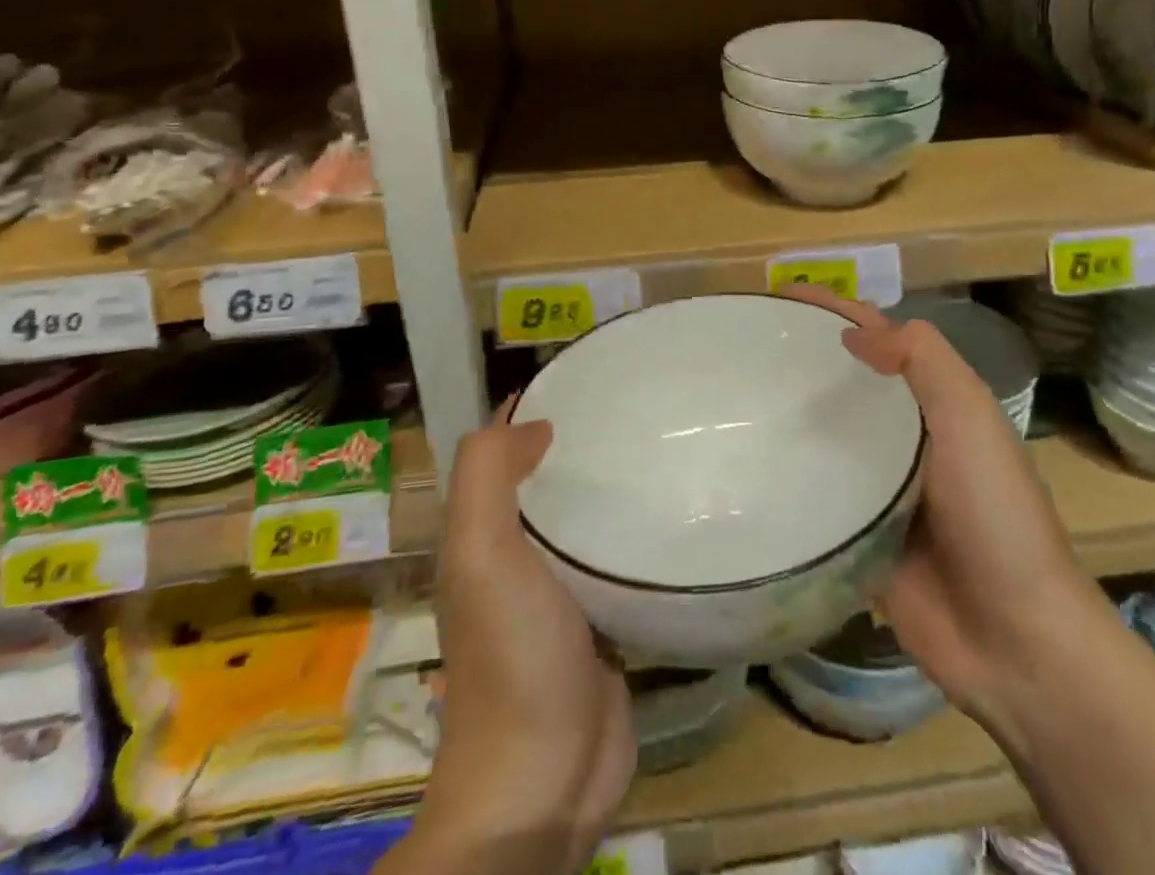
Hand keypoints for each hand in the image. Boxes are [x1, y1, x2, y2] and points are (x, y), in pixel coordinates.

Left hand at [402, 408, 633, 874]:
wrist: (544, 779)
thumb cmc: (511, 655)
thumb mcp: (480, 554)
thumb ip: (487, 477)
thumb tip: (533, 423)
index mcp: (481, 536)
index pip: (500, 454)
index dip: (528, 409)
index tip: (580, 374)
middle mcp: (517, 556)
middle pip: (546, 480)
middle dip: (579, 440)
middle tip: (636, 402)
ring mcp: (562, 591)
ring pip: (583, 518)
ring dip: (610, 485)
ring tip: (662, 442)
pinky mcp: (604, 619)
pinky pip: (616, 558)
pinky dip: (635, 531)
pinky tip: (674, 508)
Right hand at [780, 287, 1099, 720]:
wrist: (1013, 639)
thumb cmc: (995, 513)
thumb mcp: (970, 417)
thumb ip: (922, 360)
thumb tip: (852, 334)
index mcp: (935, 402)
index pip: (878, 336)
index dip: (833, 310)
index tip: (778, 295)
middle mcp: (905, 436)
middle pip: (846, 381)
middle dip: (802, 358)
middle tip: (740, 346)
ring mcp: (879, 487)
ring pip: (825, 435)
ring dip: (788, 414)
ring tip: (729, 397)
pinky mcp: (856, 533)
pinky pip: (814, 494)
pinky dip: (785, 476)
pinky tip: (742, 463)